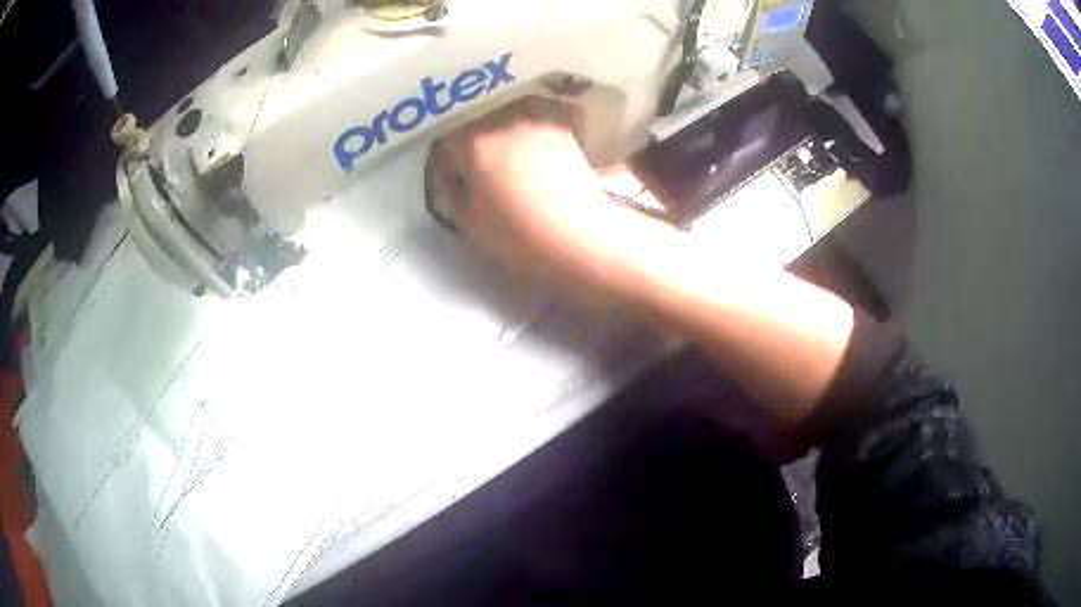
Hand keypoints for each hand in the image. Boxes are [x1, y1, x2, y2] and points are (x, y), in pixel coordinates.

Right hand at [428, 97, 623, 290]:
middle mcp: (503, 120)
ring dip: (502, 139)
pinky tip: (535, 162)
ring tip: (509, 168)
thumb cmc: (519, 237)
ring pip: (506, 123)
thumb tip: (456, 176)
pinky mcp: (563, 130)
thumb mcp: (468, 223)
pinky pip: (535, 126)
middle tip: (479, 175)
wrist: (582, 239)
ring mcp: (537, 121)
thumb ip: (453, 192)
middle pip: (476, 127)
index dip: (446, 167)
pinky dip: (530, 139)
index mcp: (472, 141)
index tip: (455, 185)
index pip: (445, 145)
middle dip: (472, 148)